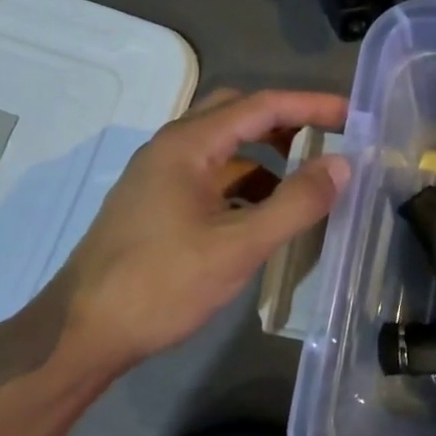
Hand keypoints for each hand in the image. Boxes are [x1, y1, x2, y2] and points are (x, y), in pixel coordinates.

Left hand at [53, 88, 350, 370]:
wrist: (82, 330)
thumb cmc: (161, 284)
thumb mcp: (238, 246)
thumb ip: (295, 204)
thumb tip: (343, 165)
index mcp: (187, 144)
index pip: (260, 105)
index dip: (310, 105)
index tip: (353, 116)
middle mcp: (170, 148)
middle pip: (237, 115)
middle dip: (286, 122)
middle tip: (328, 139)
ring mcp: (159, 176)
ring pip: (222, 148)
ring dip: (265, 156)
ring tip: (304, 181)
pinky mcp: (156, 204)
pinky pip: (210, 177)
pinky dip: (243, 183)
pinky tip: (263, 213)